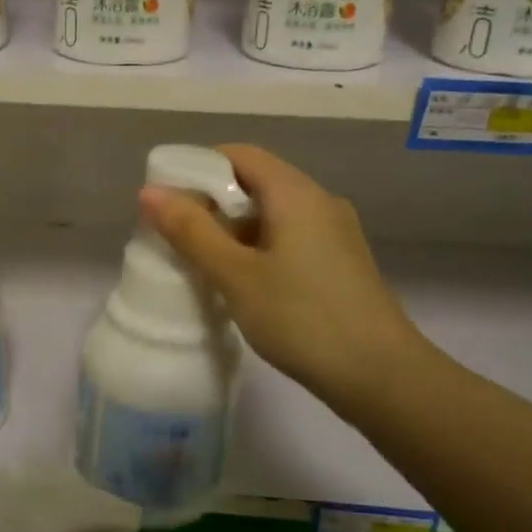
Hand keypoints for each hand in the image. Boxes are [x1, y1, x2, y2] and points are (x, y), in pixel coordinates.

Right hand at [140, 144, 428, 423]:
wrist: (382, 376)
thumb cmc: (302, 318)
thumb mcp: (236, 275)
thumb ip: (192, 231)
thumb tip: (150, 192)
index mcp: (296, 193)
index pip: (240, 155)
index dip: (199, 166)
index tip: (166, 195)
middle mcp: (320, 202)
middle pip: (257, 183)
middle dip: (212, 201)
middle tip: (175, 232)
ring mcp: (335, 234)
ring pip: (273, 214)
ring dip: (234, 229)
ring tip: (200, 259)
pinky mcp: (340, 264)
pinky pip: (290, 239)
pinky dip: (258, 248)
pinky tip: (239, 281)